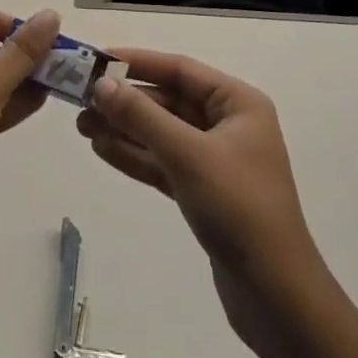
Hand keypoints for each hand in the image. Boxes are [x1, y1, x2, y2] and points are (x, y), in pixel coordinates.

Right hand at [76, 49, 322, 349]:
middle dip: (126, 102)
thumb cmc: (238, 208)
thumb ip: (142, 116)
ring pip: (162, 133)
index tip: (97, 60)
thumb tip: (101, 84)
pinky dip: (136, 156)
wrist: (277, 298)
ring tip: (82, 126)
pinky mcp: (204, 192)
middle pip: (168, 101)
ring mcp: (216, 160)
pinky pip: (164, 162)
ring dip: (125, 129)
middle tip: (80, 101)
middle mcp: (229, 124)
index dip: (137, 62)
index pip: (180, 69)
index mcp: (238, 103)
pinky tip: (102, 149)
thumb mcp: (187, 155)